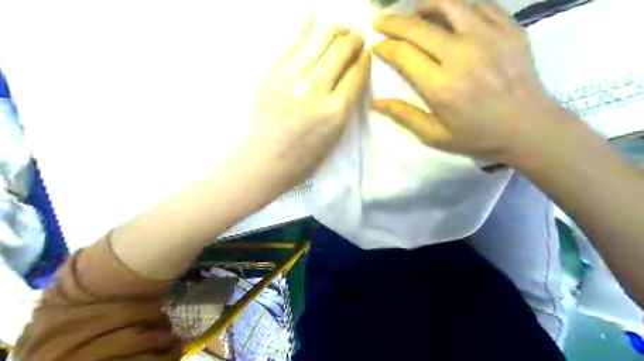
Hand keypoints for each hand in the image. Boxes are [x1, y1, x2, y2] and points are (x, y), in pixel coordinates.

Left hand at [252, 24, 372, 183]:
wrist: (268, 158)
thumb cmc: (306, 155)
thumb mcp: (337, 134)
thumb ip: (347, 102)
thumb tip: (352, 72)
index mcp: (337, 110)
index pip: (357, 72)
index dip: (365, 57)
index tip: (366, 52)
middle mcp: (317, 88)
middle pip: (341, 50)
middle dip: (353, 39)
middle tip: (356, 36)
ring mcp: (293, 77)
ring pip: (320, 39)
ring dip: (335, 29)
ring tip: (340, 27)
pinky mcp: (273, 72)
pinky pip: (292, 41)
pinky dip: (305, 26)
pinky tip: (314, 17)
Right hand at [370, 0, 575, 162]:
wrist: (528, 127)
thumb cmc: (477, 135)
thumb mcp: (434, 134)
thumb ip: (403, 115)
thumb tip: (375, 102)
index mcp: (440, 86)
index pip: (403, 54)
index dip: (385, 46)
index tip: (376, 45)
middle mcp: (461, 55)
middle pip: (418, 27)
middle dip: (393, 22)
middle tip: (381, 21)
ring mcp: (488, 38)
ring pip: (449, 4)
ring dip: (424, 6)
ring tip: (414, 13)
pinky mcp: (509, 29)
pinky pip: (479, 4)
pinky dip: (458, 5)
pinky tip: (449, 14)